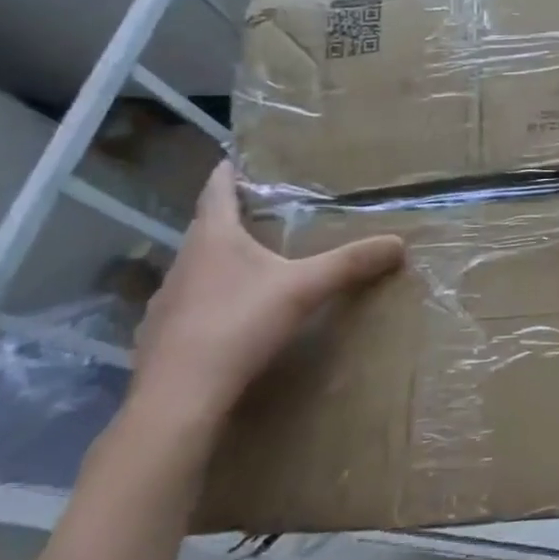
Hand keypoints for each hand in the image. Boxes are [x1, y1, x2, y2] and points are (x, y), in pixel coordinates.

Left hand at [129, 163, 403, 433]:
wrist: (179, 399)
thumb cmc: (239, 325)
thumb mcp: (305, 289)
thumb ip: (350, 263)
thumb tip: (399, 242)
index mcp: (213, 239)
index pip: (216, 192)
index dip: (227, 174)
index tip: (234, 159)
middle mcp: (182, 263)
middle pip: (205, 230)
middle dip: (230, 220)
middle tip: (260, 214)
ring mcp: (165, 303)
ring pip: (195, 270)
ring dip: (218, 264)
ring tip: (249, 266)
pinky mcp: (159, 339)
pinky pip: (188, 307)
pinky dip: (209, 302)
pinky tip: (229, 319)